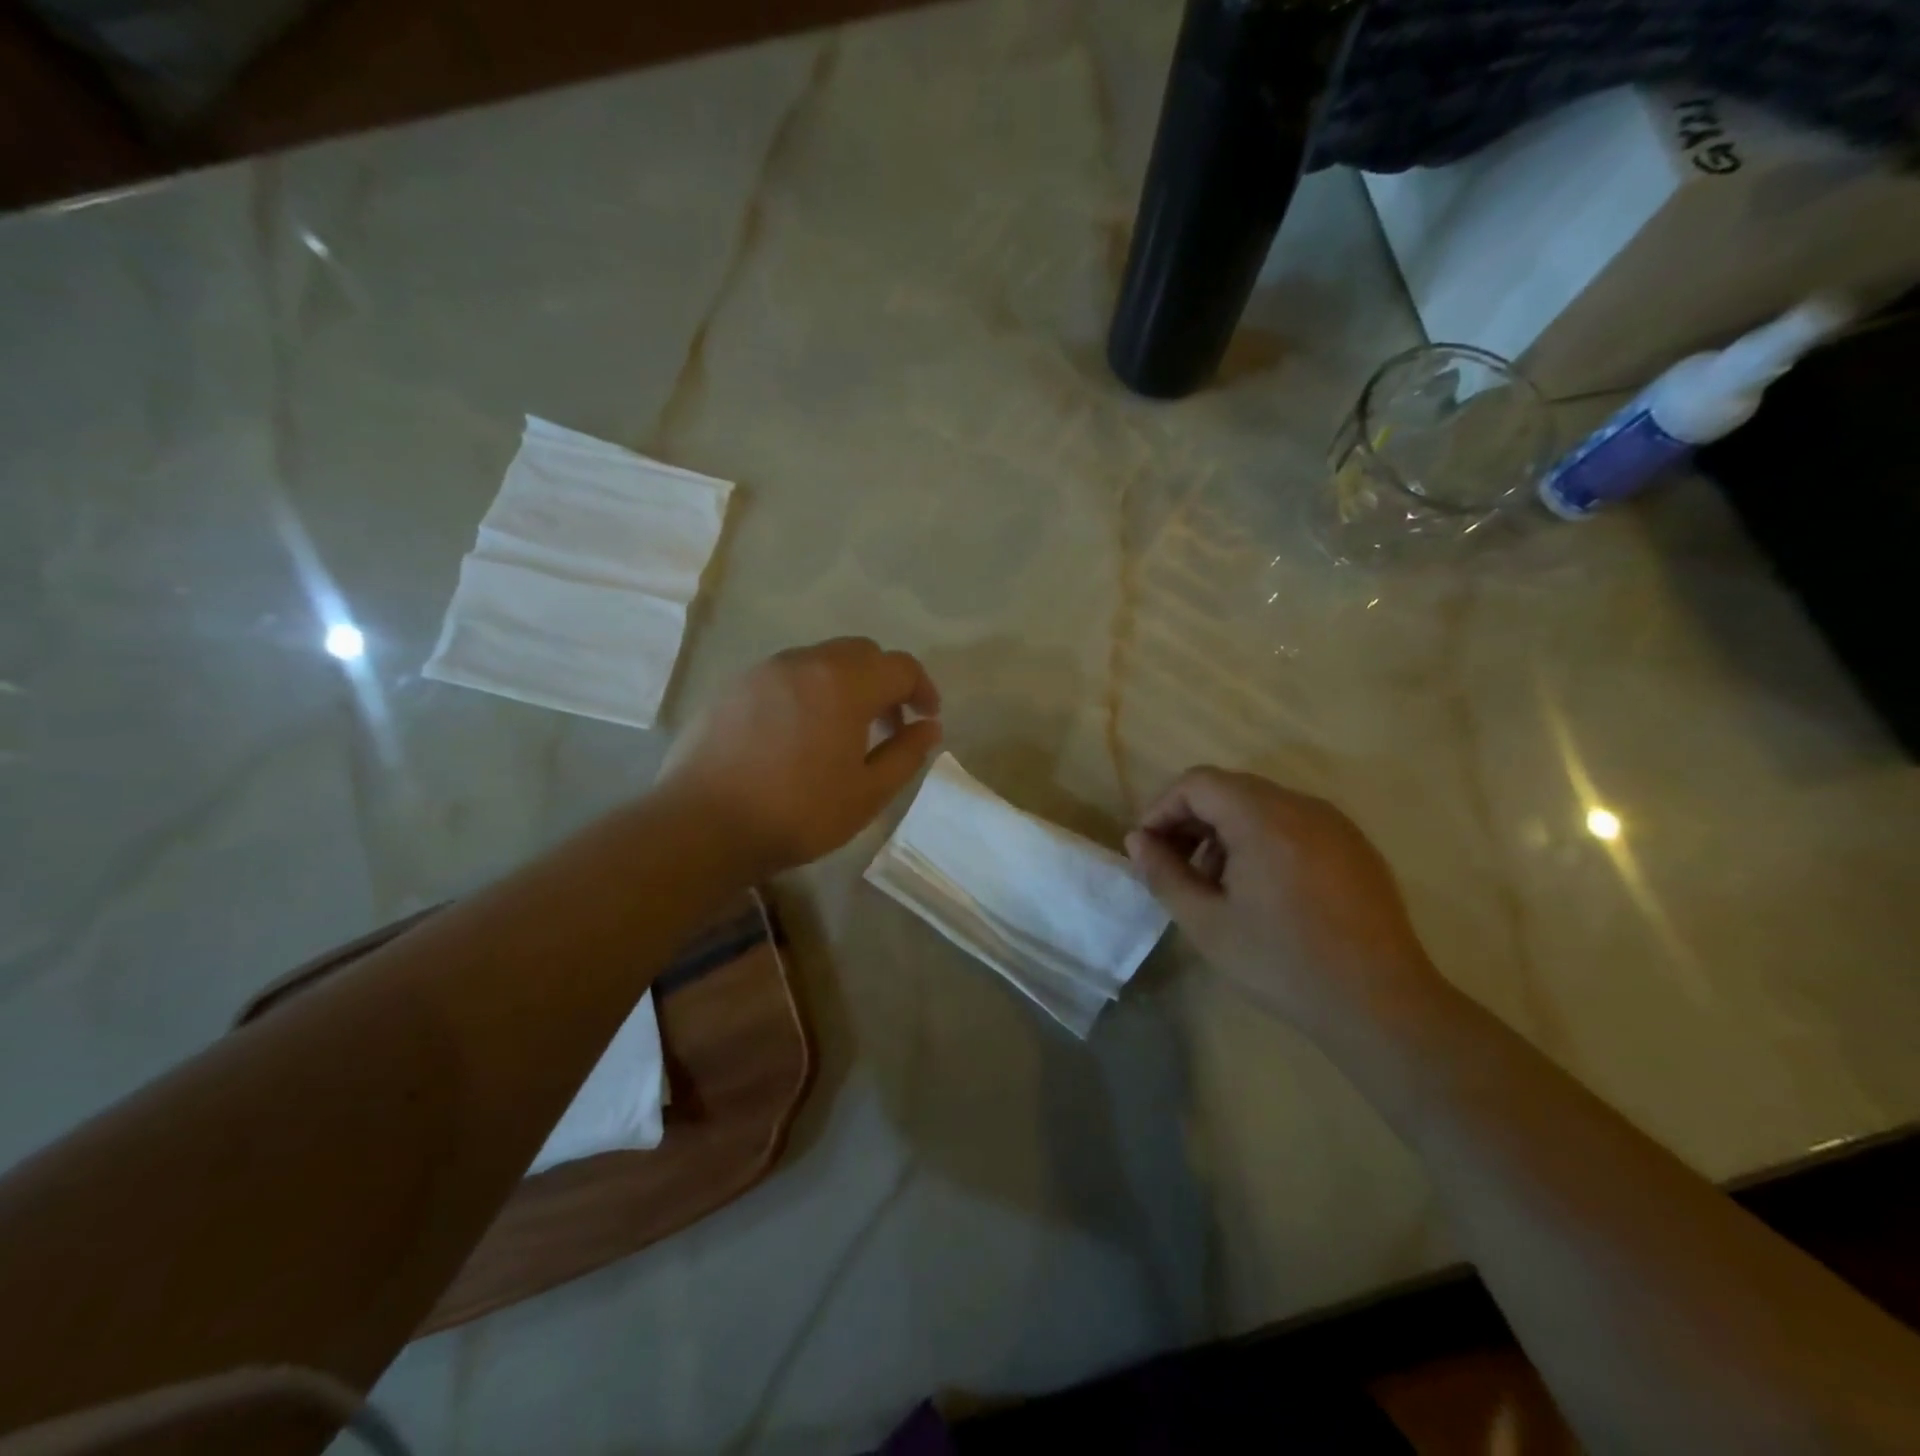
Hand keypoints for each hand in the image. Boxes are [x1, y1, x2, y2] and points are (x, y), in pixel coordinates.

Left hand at [659, 637, 941, 875]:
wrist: (701, 826)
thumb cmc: (797, 813)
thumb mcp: (867, 794)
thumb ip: (906, 754)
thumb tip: (929, 727)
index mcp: (844, 683)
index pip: (900, 667)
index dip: (922, 689)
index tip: (926, 719)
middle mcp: (804, 662)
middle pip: (860, 653)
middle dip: (884, 682)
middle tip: (888, 724)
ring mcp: (763, 671)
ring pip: (820, 660)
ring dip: (845, 684)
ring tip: (842, 731)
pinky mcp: (732, 687)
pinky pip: (785, 676)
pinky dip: (807, 691)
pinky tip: (797, 734)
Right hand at [1124, 767, 1440, 1031]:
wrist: (1381, 1004)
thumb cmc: (1282, 962)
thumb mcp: (1206, 923)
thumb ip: (1164, 874)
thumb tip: (1137, 840)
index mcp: (1263, 817)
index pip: (1197, 782)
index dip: (1162, 808)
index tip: (1148, 848)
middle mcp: (1301, 806)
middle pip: (1229, 789)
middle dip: (1192, 820)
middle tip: (1175, 867)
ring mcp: (1334, 823)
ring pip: (1261, 805)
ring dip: (1226, 831)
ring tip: (1216, 884)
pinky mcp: (1354, 846)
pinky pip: (1294, 823)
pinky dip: (1262, 839)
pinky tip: (1262, 889)